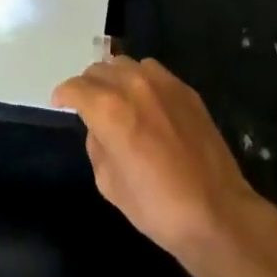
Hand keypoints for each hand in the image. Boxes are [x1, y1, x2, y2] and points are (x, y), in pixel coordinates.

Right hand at [52, 58, 265, 272]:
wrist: (216, 211)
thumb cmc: (156, 206)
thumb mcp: (109, 183)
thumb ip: (96, 145)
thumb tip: (98, 128)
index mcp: (109, 109)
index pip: (76, 87)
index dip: (64, 95)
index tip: (60, 103)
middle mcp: (133, 85)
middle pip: (99, 69)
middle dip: (88, 85)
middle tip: (88, 104)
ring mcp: (163, 83)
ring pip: (126, 64)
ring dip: (115, 78)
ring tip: (117, 99)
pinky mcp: (186, 89)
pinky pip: (153, 72)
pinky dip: (141, 81)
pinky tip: (146, 103)